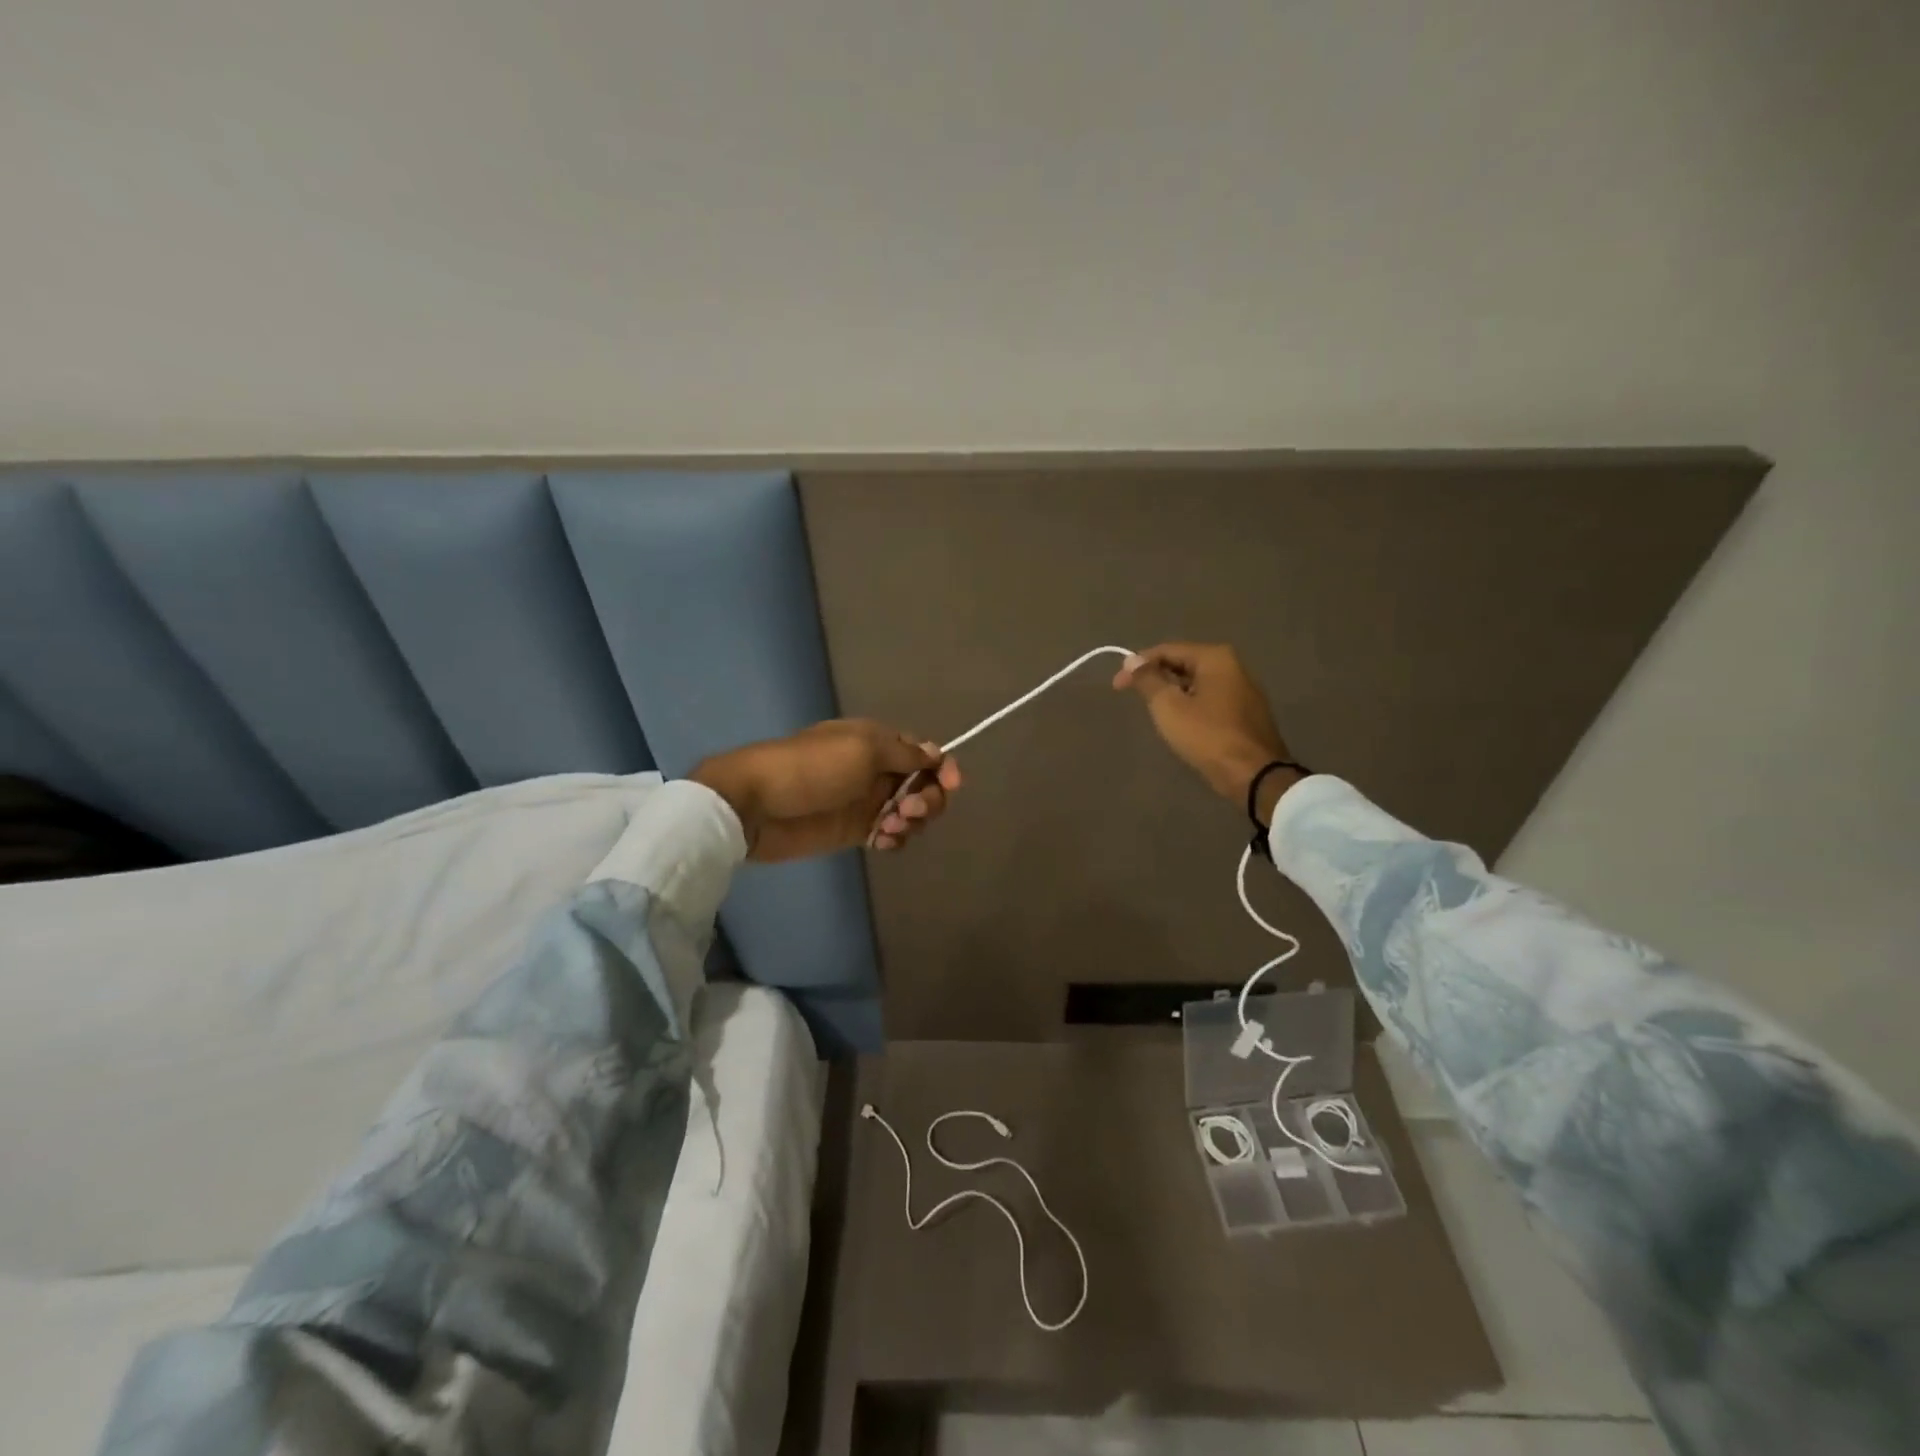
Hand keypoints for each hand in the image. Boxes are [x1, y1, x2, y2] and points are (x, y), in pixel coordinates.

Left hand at [690, 720, 962, 861]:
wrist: (756, 805)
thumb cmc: (812, 769)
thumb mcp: (863, 749)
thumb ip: (905, 754)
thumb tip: (936, 752)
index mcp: (879, 742)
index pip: (925, 753)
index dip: (943, 768)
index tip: (953, 784)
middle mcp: (878, 769)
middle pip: (923, 785)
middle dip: (928, 799)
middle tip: (908, 810)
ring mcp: (866, 801)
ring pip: (910, 812)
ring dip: (912, 821)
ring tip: (889, 828)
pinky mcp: (854, 830)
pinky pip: (890, 834)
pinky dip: (895, 838)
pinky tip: (881, 841)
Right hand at [1113, 643, 1297, 816]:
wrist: (1254, 775)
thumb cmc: (1207, 736)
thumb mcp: (1168, 706)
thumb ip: (1148, 679)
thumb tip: (1132, 660)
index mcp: (1215, 657)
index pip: (1167, 650)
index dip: (1137, 665)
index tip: (1117, 685)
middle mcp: (1233, 666)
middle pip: (1183, 664)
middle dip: (1156, 679)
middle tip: (1135, 699)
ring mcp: (1243, 690)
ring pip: (1196, 683)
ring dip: (1173, 693)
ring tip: (1155, 713)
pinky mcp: (1246, 712)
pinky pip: (1210, 699)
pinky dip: (1190, 705)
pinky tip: (1180, 723)